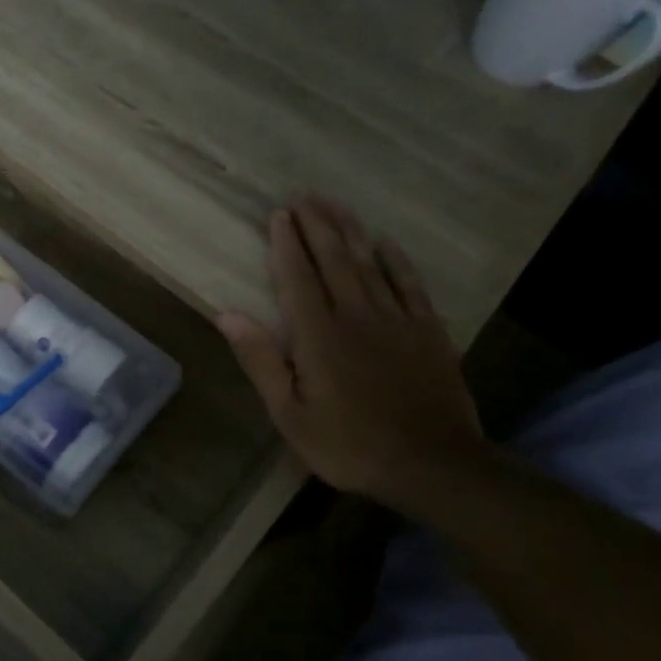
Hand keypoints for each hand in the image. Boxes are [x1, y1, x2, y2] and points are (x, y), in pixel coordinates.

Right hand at [217, 196, 485, 506]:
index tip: (278, 214)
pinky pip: (410, 284)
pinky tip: (386, 243)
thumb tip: (227, 316)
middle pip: (334, 259)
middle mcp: (357, 316)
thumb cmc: (349, 444)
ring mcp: (397, 320)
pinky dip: (396, 260)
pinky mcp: (428, 331)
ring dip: (350, 231)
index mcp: (318, 336)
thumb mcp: (290, 414)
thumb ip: (261, 361)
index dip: (286, 244)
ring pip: (370, 263)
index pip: (298, 277)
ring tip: (334, 205)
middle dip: (316, 225)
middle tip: (303, 195)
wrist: (433, 465)